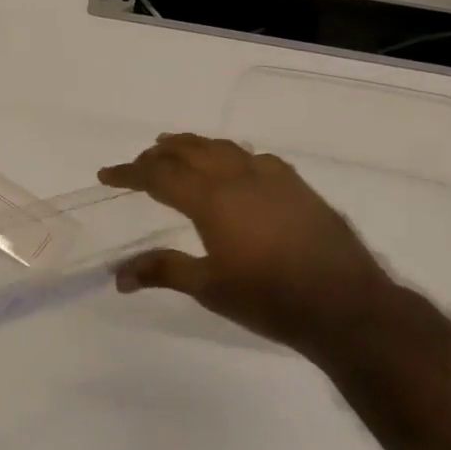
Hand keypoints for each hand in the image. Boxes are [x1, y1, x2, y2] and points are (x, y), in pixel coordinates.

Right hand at [98, 134, 399, 358]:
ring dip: (194, 146)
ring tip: (176, 148)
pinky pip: (254, 158)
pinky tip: (234, 168)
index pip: (159, 175)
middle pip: (190, 151)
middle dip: (160, 154)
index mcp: (211, 198)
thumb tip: (119, 276)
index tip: (106, 174)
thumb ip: (163, 271)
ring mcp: (273, 177)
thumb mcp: (209, 288)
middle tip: (140, 162)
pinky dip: (230, 156)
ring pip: (224, 148)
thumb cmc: (268, 298)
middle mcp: (239, 176)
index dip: (129, 173)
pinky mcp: (297, 186)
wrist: (343, 303)